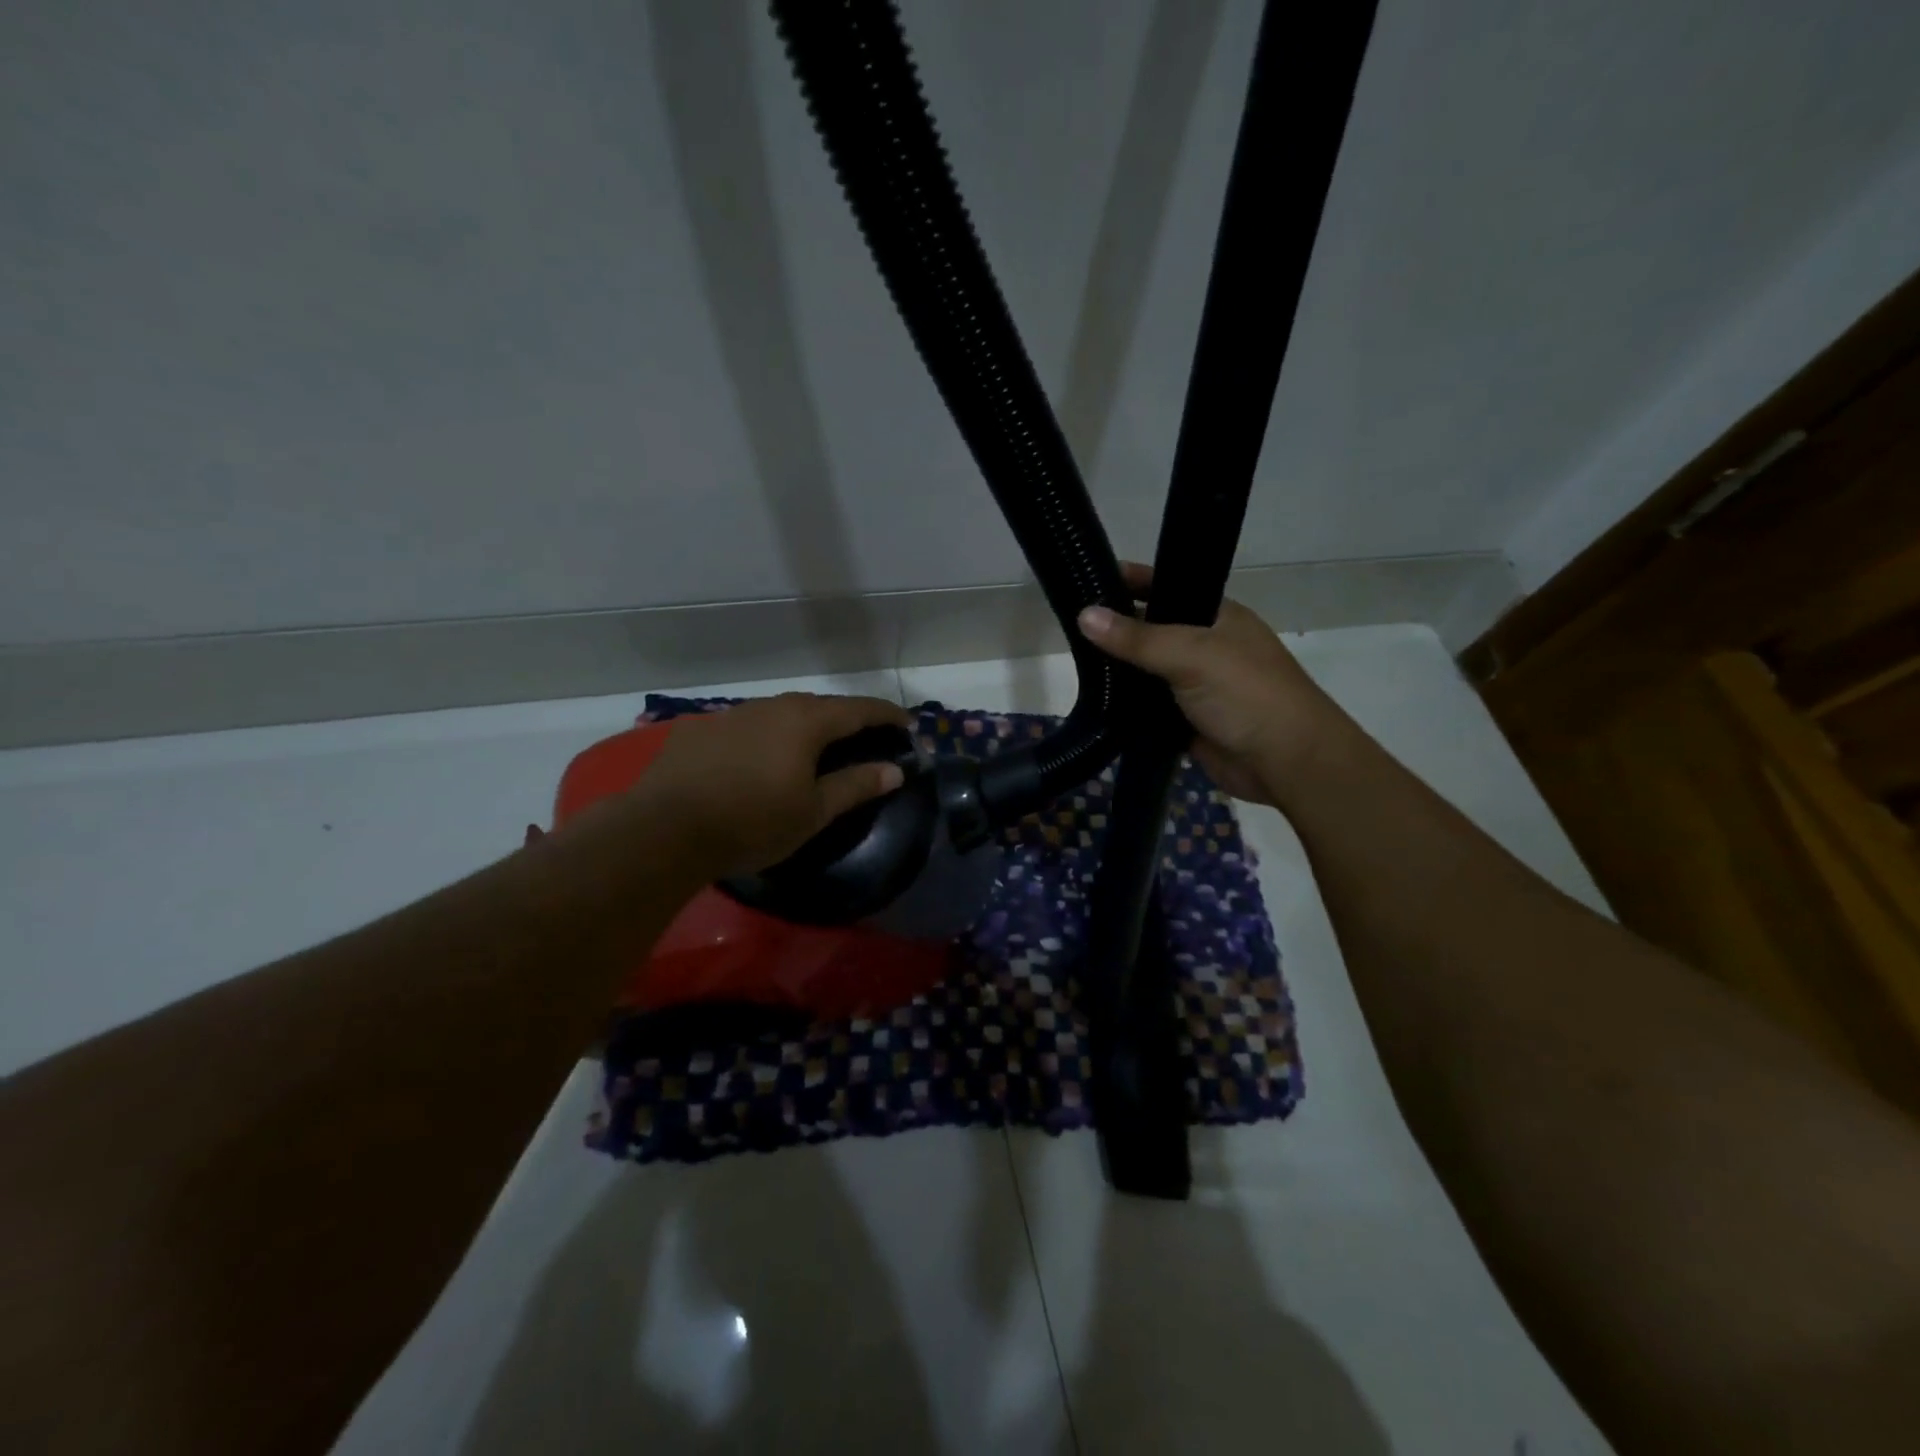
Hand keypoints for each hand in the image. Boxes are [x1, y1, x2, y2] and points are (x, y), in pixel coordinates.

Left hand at [635, 693, 911, 877]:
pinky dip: (765, 737)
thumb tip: (895, 769)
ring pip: (780, 713)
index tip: (907, 723)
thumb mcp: (813, 812)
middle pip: (819, 706)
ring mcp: (731, 714)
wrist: (664, 830)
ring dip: (803, 726)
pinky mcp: (699, 729)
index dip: (886, 715)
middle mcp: (771, 706)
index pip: (858, 709)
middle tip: (863, 737)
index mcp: (805, 722)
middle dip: (846, 719)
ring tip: (811, 748)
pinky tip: (757, 760)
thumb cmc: (752, 822)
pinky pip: (746, 726)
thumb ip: (856, 786)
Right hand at [1078, 563, 1346, 806]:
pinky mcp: (1185, 721)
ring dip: (1118, 671)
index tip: (1087, 579)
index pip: (1167, 586)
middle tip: (1068, 625)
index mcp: (1216, 616)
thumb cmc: (1246, 694)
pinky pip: (1147, 707)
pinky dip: (1126, 706)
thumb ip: (1138, 637)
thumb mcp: (1191, 654)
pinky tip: (1094, 701)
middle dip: (1116, 629)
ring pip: (1146, 671)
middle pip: (1152, 630)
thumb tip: (1083, 615)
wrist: (1285, 762)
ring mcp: (1195, 685)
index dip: (1130, 581)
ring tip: (1072, 662)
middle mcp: (1205, 646)